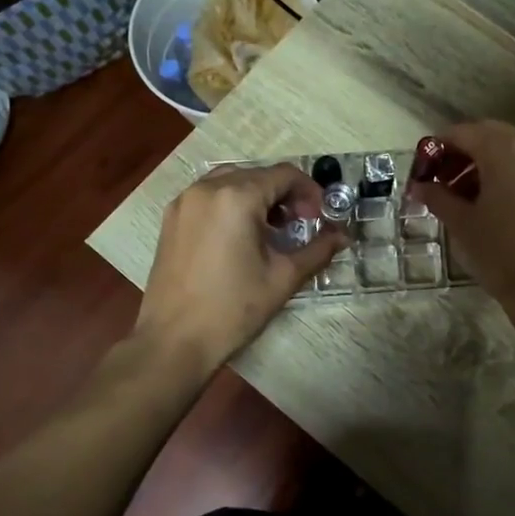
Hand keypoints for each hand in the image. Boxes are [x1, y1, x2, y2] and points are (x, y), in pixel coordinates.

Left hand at [135, 163, 343, 371]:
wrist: (173, 340)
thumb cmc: (233, 309)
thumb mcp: (283, 278)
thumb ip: (317, 250)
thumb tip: (343, 236)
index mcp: (236, 197)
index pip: (284, 175)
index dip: (310, 191)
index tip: (321, 217)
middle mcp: (207, 188)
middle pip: (258, 175)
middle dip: (285, 194)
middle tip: (301, 224)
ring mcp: (184, 202)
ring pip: (231, 181)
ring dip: (258, 196)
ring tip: (273, 230)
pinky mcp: (171, 219)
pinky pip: (209, 196)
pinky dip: (232, 204)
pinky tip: (242, 236)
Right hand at [409, 121, 514, 328]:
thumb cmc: (500, 253)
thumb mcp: (461, 223)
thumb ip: (437, 196)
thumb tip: (418, 186)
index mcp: (503, 150)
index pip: (463, 132)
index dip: (438, 146)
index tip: (424, 168)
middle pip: (491, 135)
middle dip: (464, 151)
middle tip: (443, 178)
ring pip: (514, 149)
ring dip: (488, 162)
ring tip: (467, 193)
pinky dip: (511, 173)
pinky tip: (497, 203)